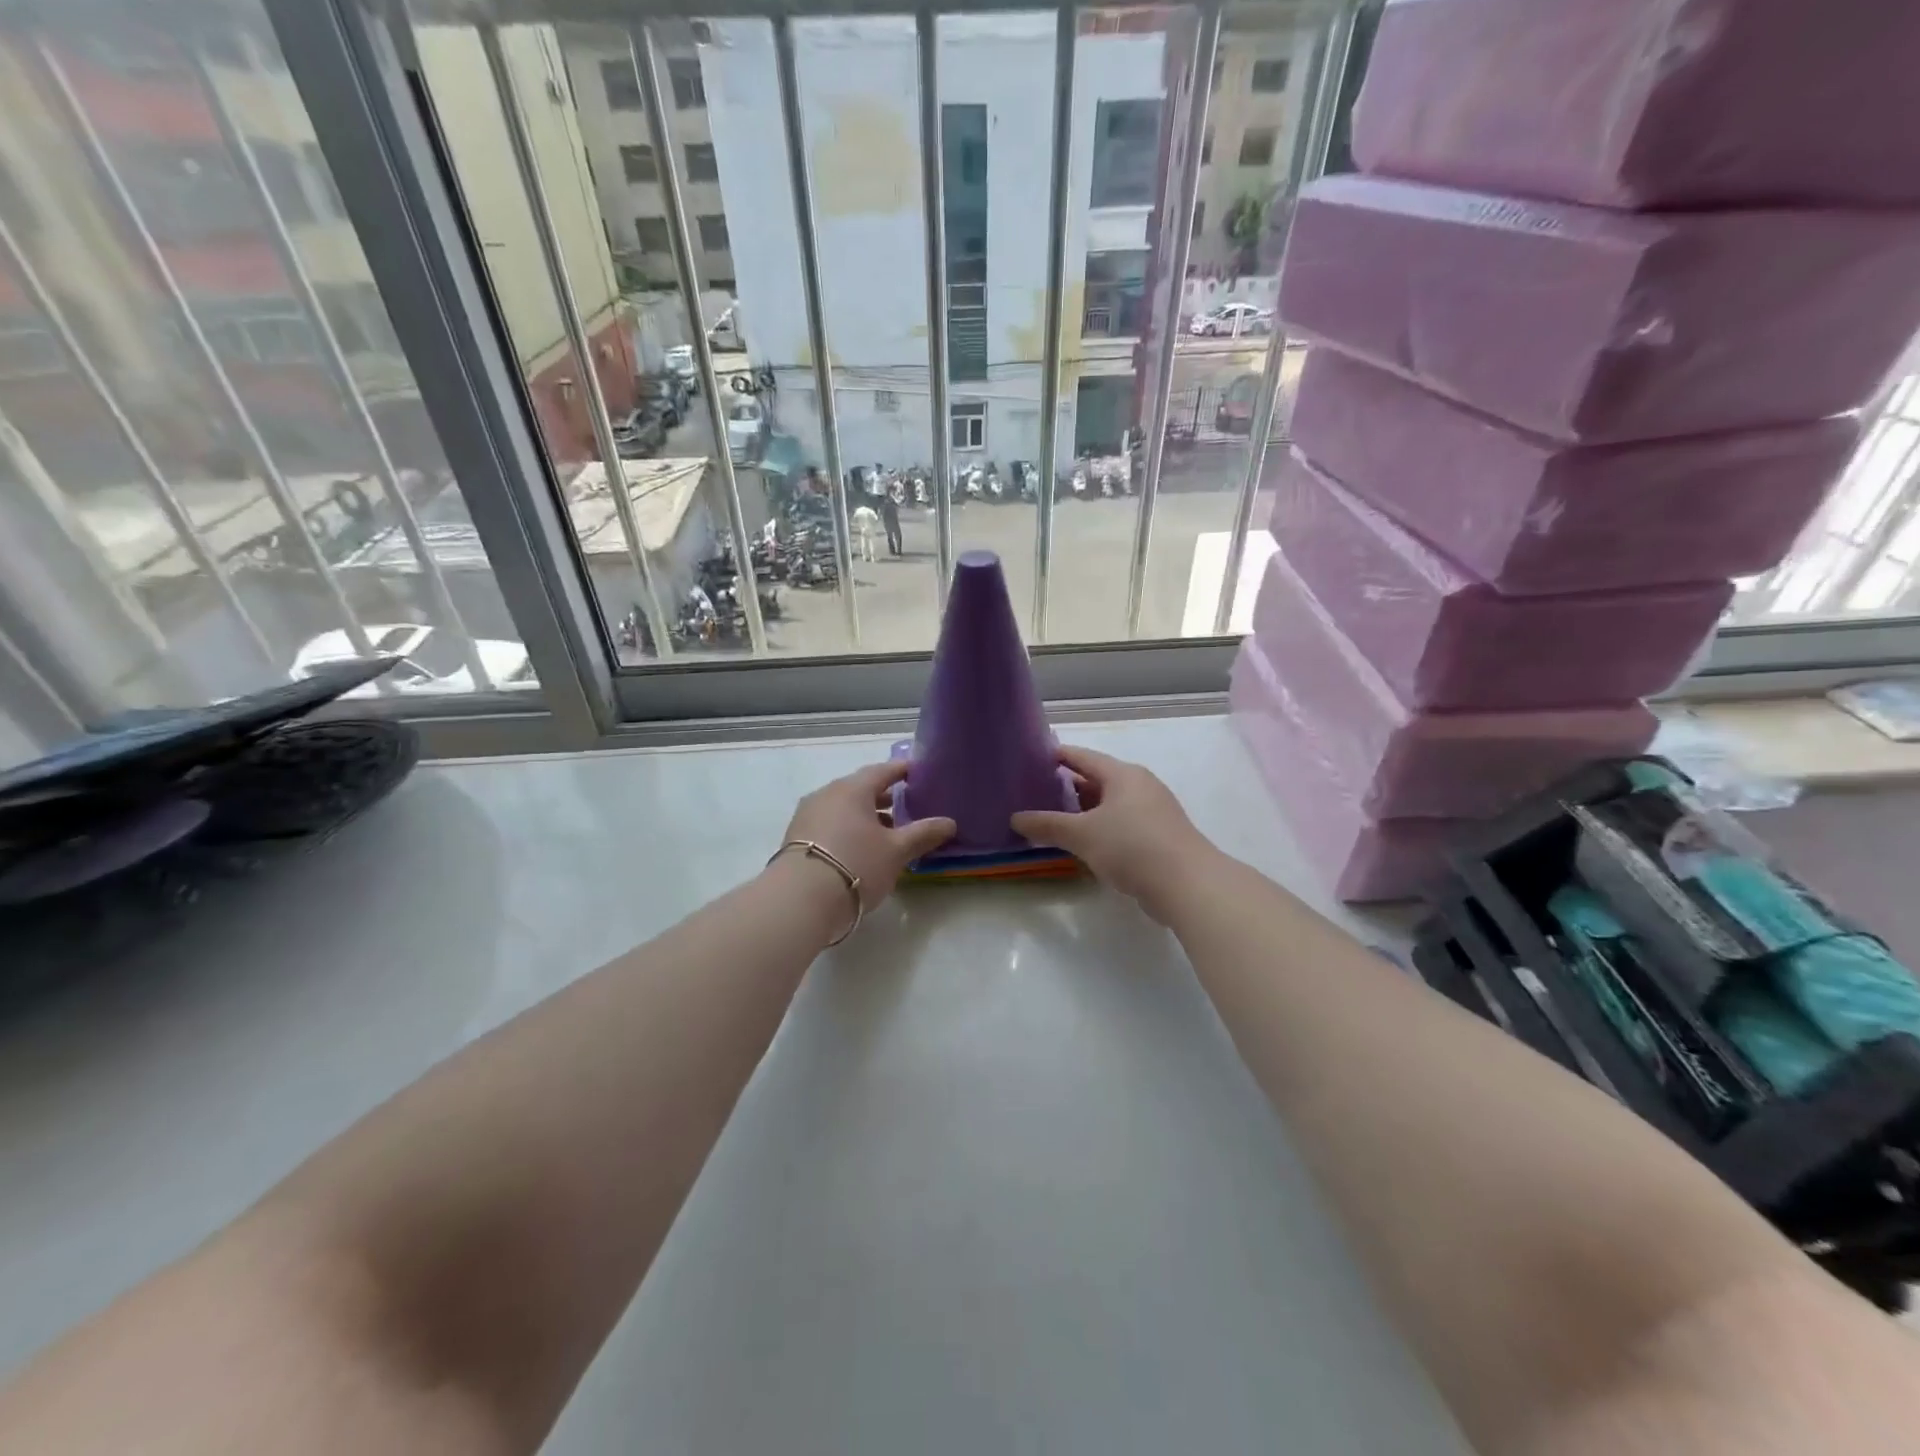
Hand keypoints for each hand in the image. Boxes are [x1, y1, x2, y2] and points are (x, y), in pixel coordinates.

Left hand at [777, 760, 955, 910]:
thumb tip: (949, 822)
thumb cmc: (856, 864)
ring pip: (844, 807)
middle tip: (907, 806)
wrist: (800, 899)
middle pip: (861, 788)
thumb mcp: (896, 851)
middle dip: (885, 797)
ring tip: (888, 833)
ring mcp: (808, 815)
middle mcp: (827, 794)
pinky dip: (848, 828)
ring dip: (866, 816)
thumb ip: (923, 833)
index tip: (918, 772)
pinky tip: (861, 848)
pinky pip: (830, 823)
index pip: (883, 770)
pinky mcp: (797, 837)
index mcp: (853, 788)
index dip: (903, 770)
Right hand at [1012, 745, 1215, 922]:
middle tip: (1032, 793)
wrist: (1187, 885)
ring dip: (1081, 812)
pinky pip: (1119, 825)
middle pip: (1095, 780)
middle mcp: (1138, 786)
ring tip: (1050, 819)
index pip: (1083, 756)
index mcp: (1122, 775)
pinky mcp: (1157, 837)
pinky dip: (1098, 829)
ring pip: (1108, 805)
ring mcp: (1151, 812)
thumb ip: (1047, 825)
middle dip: (1065, 787)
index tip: (1031, 758)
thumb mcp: (1082, 834)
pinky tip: (1080, 844)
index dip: (1057, 756)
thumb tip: (1015, 818)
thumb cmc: (1132, 846)